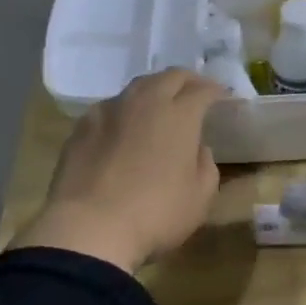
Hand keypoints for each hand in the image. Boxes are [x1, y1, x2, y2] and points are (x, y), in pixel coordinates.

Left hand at [11, 69, 225, 273]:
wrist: (89, 228)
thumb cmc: (156, 214)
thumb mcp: (200, 197)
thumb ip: (205, 164)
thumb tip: (197, 148)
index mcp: (180, 115)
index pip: (203, 90)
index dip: (215, 91)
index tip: (222, 97)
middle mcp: (146, 102)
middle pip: (170, 77)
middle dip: (187, 81)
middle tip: (195, 93)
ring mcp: (110, 110)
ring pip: (138, 87)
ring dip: (155, 91)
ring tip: (159, 106)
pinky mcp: (83, 126)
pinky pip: (110, 107)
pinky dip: (124, 111)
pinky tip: (123, 127)